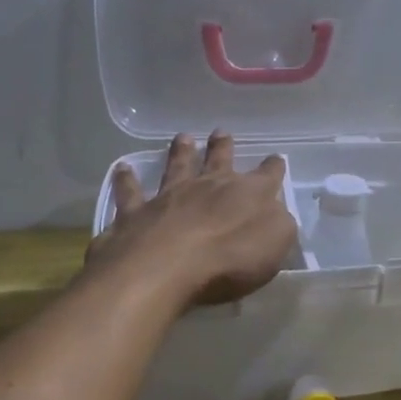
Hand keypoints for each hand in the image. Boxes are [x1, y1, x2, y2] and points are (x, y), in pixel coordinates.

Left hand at [85, 130, 297, 308]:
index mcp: (248, 194)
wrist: (167, 267)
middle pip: (218, 161)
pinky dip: (125, 180)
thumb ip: (279, 224)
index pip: (267, 176)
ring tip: (182, 137)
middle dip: (222, 147)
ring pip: (176, 166)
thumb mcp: (275, 244)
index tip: (276, 159)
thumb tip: (277, 212)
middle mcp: (207, 186)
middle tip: (221, 132)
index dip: (273, 168)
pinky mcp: (135, 213)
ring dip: (180, 151)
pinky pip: (130, 192)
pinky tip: (121, 169)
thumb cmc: (230, 259)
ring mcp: (169, 196)